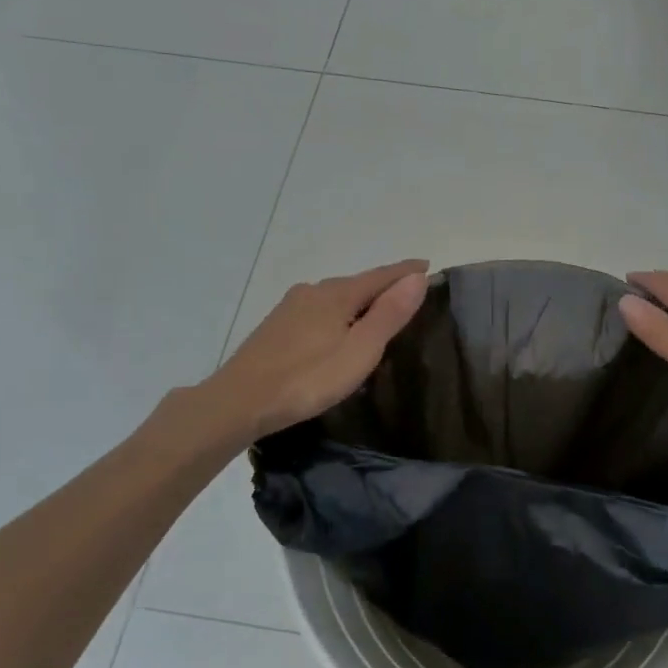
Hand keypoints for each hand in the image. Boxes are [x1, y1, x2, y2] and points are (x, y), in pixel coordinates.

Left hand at [208, 260, 429, 440]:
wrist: (239, 401)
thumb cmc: (307, 379)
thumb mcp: (359, 351)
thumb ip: (389, 314)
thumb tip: (417, 277)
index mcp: (337, 293)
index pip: (381, 275)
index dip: (406, 272)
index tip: (428, 266)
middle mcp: (313, 291)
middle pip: (357, 283)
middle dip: (383, 286)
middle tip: (407, 293)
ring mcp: (291, 307)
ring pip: (335, 297)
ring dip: (359, 300)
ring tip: (377, 312)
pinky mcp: (276, 325)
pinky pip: (319, 309)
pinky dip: (338, 312)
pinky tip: (337, 329)